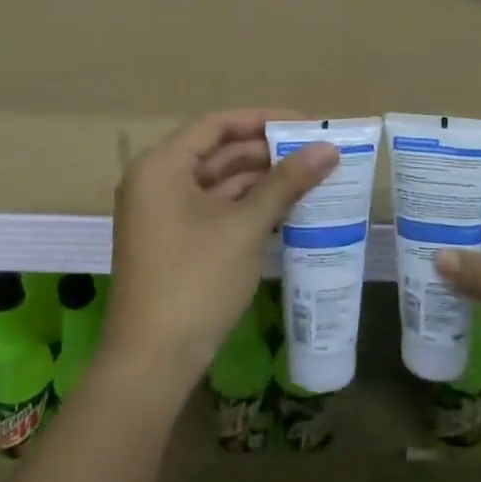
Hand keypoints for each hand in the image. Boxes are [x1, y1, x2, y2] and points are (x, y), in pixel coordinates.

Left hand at [104, 109, 336, 395]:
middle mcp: (157, 181)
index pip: (217, 125)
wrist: (152, 362)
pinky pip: (214, 208)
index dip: (264, 119)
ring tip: (310, 178)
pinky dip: (247, 206)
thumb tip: (329, 149)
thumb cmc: (196, 281)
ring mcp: (163, 213)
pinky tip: (286, 208)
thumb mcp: (245, 227)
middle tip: (315, 152)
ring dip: (261, 180)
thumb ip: (286, 182)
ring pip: (218, 182)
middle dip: (267, 151)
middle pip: (218, 151)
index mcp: (162, 166)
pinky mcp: (174, 240)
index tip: (306, 123)